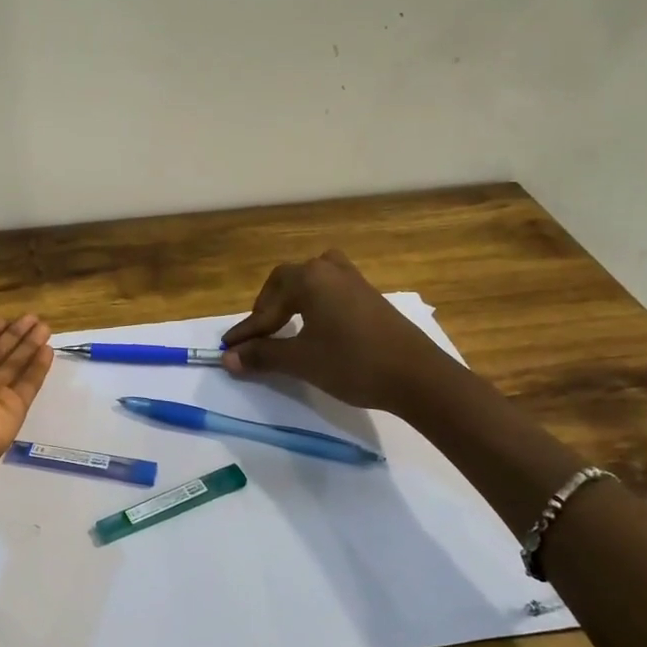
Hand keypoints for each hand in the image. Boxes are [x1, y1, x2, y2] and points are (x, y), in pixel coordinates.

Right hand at [220, 250, 454, 413]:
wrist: (417, 376)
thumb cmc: (352, 363)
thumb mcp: (301, 361)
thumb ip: (263, 355)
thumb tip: (229, 358)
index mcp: (310, 278)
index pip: (267, 304)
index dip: (247, 330)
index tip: (229, 349)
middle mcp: (329, 270)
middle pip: (287, 282)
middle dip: (267, 309)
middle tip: (258, 336)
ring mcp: (354, 280)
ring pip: (312, 281)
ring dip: (292, 300)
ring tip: (284, 323)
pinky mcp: (370, 296)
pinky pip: (331, 290)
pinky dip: (314, 304)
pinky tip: (315, 325)